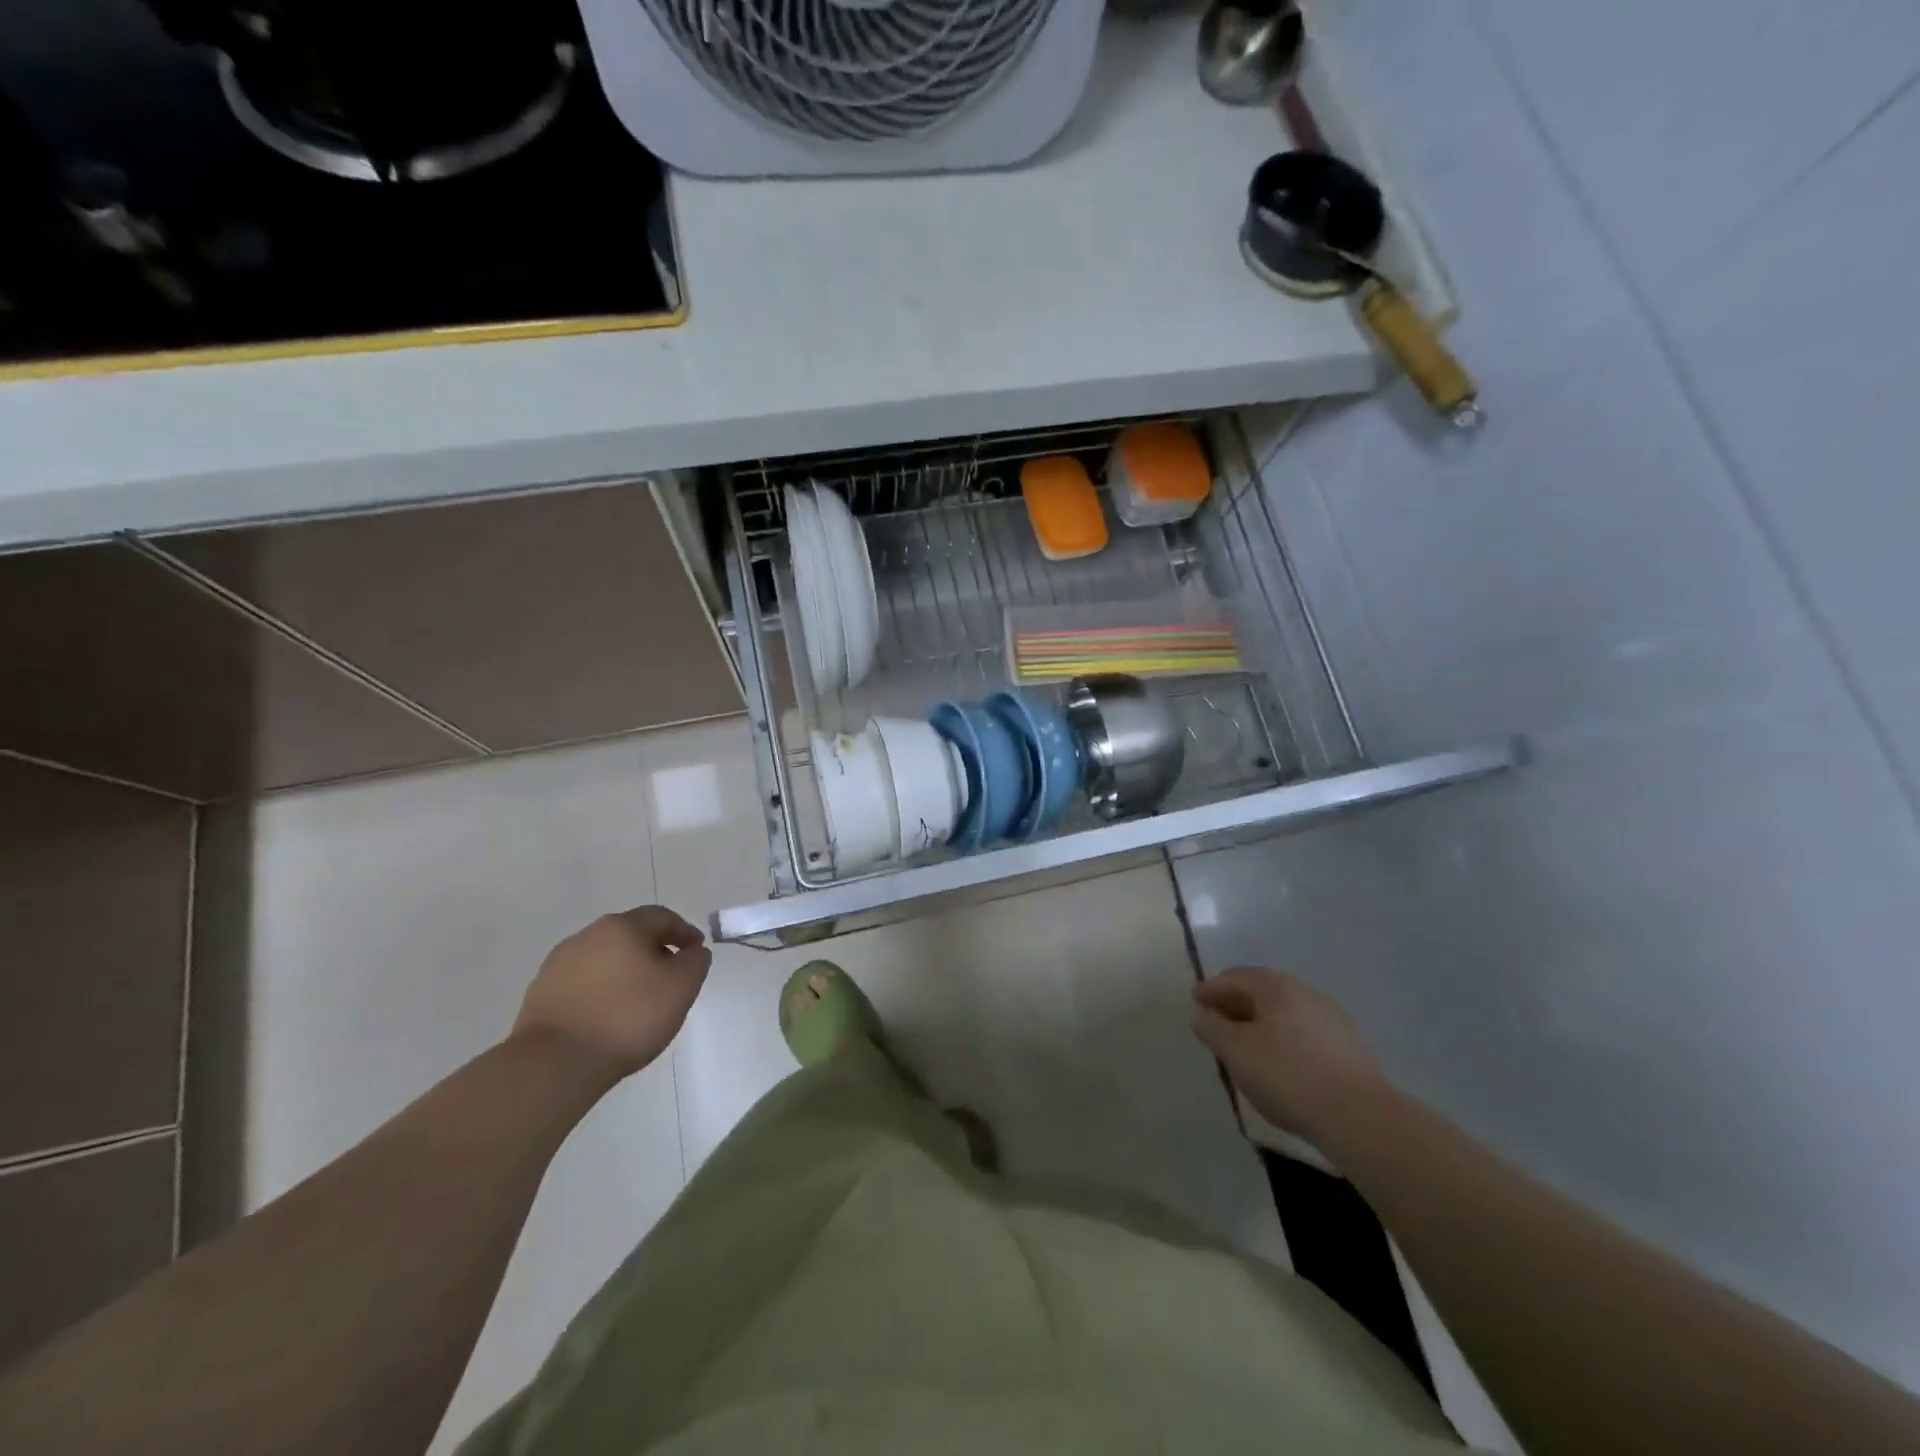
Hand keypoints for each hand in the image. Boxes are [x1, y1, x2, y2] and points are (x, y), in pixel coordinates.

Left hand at [513, 906, 712, 1086]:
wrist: (555, 1063)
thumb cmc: (628, 1018)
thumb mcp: (681, 988)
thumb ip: (695, 962)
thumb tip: (692, 952)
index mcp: (623, 926)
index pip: (662, 917)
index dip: (684, 932)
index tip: (696, 953)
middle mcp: (589, 935)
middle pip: (630, 933)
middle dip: (654, 949)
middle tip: (670, 975)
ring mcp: (559, 963)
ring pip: (604, 957)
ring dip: (625, 969)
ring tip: (638, 999)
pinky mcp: (541, 992)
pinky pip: (582, 981)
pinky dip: (601, 989)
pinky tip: (607, 1014)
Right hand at [1191, 967, 1384, 1138]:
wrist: (1360, 1118)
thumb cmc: (1287, 1075)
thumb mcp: (1236, 1051)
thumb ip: (1211, 1028)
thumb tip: (1200, 1013)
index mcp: (1277, 986)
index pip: (1234, 978)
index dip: (1209, 990)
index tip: (1194, 1002)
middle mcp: (1306, 992)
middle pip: (1260, 992)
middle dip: (1234, 1005)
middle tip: (1215, 1023)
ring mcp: (1332, 1019)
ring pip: (1283, 1013)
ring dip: (1259, 1023)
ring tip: (1244, 1046)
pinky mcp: (1348, 1047)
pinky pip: (1302, 1033)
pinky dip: (1282, 1039)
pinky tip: (1278, 1062)